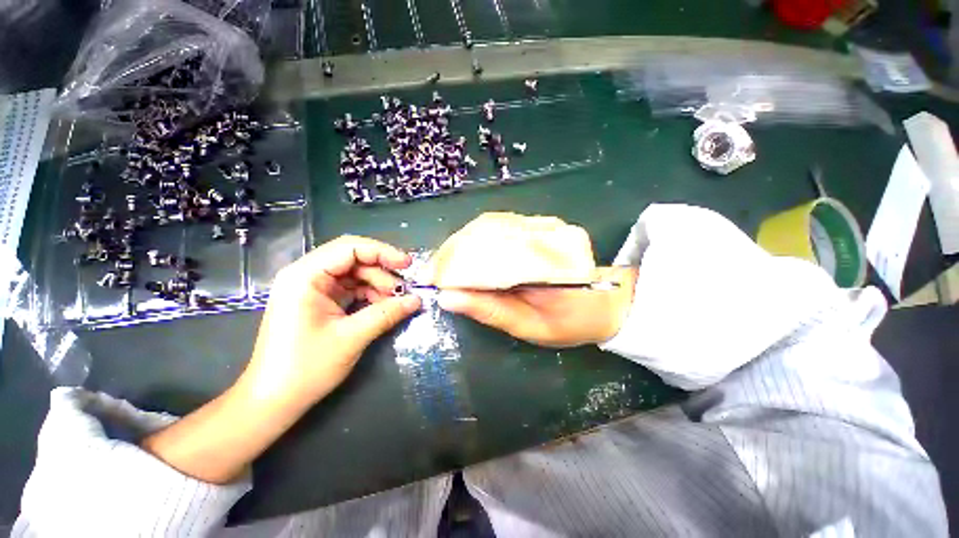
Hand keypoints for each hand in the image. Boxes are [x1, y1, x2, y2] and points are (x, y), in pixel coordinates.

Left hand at [240, 235, 421, 406]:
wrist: (274, 401)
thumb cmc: (306, 368)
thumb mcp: (352, 337)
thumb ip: (387, 314)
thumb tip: (417, 300)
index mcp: (305, 276)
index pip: (350, 248)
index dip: (382, 252)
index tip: (407, 264)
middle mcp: (306, 275)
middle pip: (353, 259)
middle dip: (382, 271)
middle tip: (404, 289)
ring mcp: (313, 289)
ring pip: (355, 274)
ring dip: (378, 284)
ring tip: (396, 301)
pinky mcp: (319, 302)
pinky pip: (351, 289)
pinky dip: (369, 295)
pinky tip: (383, 307)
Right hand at [422, 212, 636, 346]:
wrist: (603, 303)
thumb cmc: (570, 321)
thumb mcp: (530, 326)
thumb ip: (492, 311)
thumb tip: (448, 297)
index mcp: (544, 262)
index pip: (487, 254)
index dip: (454, 265)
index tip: (431, 278)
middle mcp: (544, 234)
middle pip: (485, 233)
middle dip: (453, 252)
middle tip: (433, 273)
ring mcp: (543, 225)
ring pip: (490, 226)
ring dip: (461, 244)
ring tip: (444, 265)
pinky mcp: (540, 225)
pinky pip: (500, 226)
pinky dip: (475, 239)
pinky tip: (464, 254)